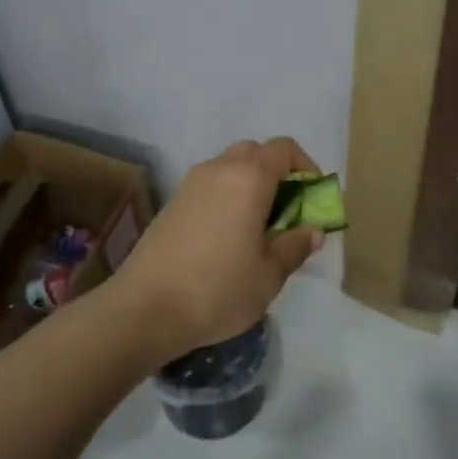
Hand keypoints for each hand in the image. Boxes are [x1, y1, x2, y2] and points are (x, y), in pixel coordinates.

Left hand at [115, 137, 324, 363]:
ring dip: (250, 185)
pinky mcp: (172, 203)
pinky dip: (227, 197)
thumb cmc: (217, 289)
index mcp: (248, 178)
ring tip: (258, 227)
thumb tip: (313, 231)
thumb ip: (295, 246)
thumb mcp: (269, 275)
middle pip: (255, 152)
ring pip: (229, 168)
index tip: (313, 198)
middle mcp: (218, 169)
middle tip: (288, 211)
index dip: (306, 167)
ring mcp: (190, 184)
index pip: (284, 149)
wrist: (144, 309)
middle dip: (277, 174)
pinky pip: (210, 186)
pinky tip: (228, 237)